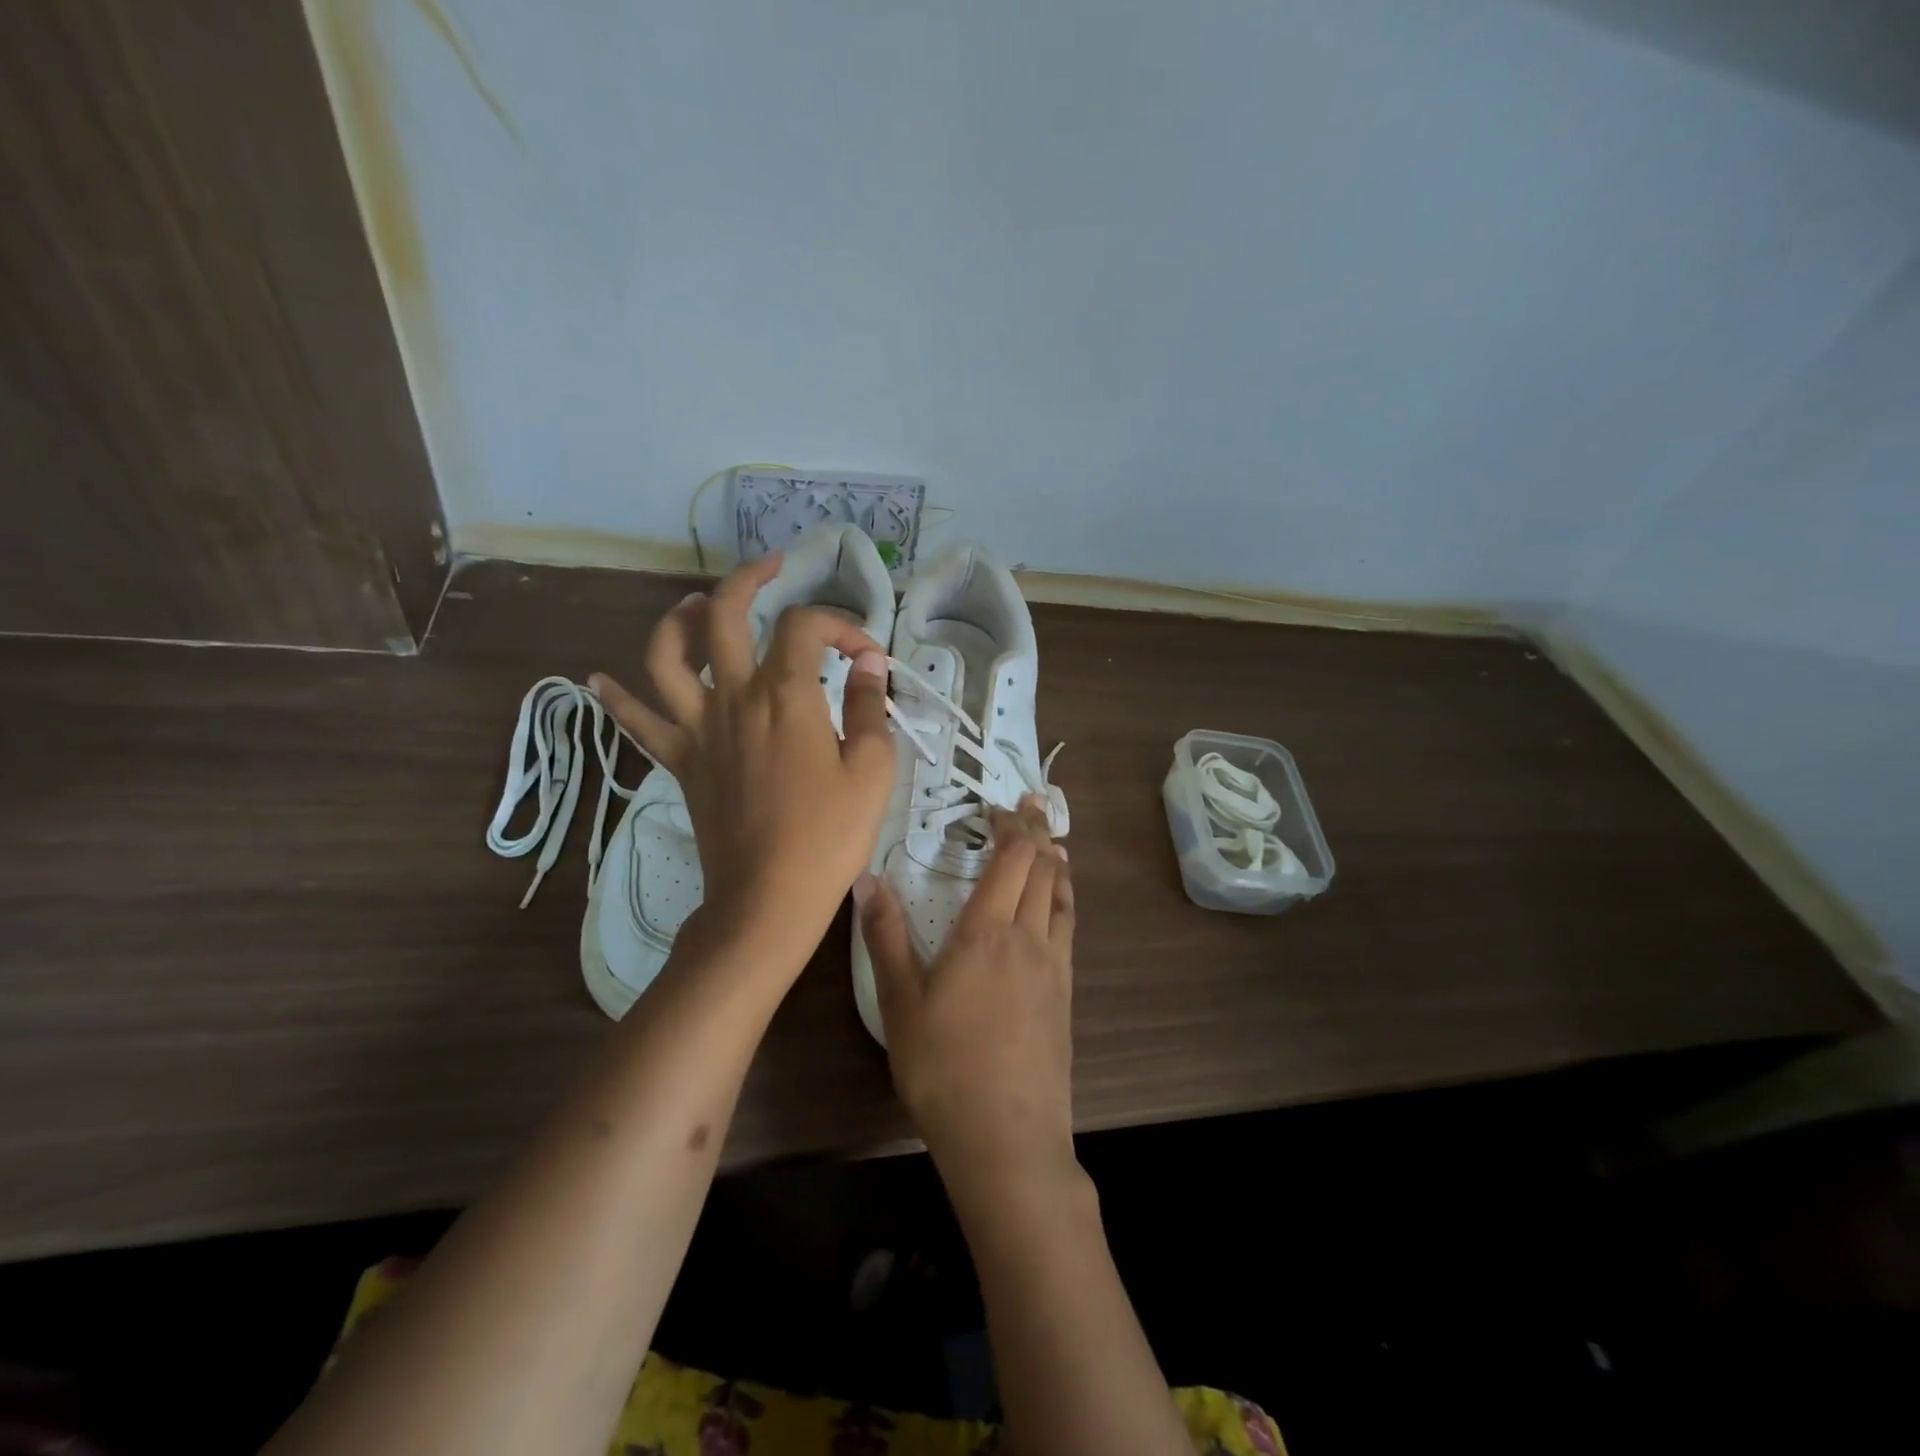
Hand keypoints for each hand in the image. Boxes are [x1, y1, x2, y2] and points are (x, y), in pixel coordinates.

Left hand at [591, 554, 895, 975]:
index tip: (867, 654)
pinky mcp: (680, 760)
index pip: (807, 627)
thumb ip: (868, 706)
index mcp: (786, 694)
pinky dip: (616, 697)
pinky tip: (598, 679)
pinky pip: (638, 722)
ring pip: (667, 655)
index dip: (841, 625)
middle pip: (725, 616)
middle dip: (748, 580)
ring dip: (678, 620)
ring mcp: (699, 727)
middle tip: (771, 568)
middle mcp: (734, 696)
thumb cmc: (829, 835)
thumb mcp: (872, 768)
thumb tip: (869, 663)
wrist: (768, 897)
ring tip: (695, 606)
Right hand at [857, 797, 1078, 1206]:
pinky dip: (1065, 899)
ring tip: (1052, 844)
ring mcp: (1054, 967)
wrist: (1007, 1137)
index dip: (1011, 825)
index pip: (1010, 859)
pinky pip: (1070, 927)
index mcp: (986, 932)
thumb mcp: (900, 1003)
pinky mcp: (1066, 995)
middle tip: (1031, 806)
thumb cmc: (944, 1068)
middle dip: (1036, 831)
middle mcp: (1027, 937)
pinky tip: (1059, 906)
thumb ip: (885, 937)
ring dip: (1056, 863)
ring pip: (1062, 896)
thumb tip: (866, 878)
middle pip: (1041, 868)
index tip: (1000, 805)